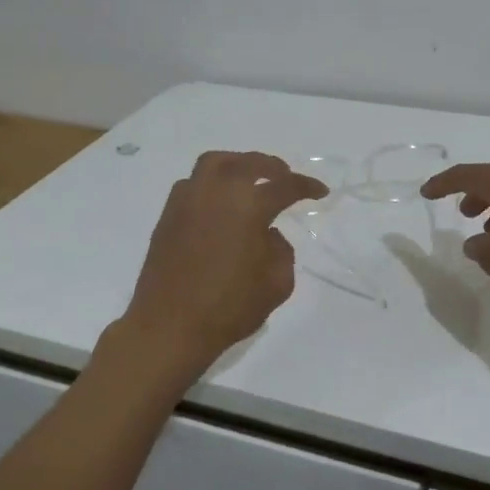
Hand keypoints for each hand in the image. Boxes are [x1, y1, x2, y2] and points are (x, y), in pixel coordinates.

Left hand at [120, 152, 327, 369]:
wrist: (169, 327)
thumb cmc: (228, 307)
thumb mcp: (277, 284)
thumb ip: (281, 251)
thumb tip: (268, 235)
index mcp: (248, 206)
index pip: (284, 186)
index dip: (306, 186)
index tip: (320, 192)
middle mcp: (216, 192)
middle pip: (248, 163)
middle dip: (272, 167)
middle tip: (285, 177)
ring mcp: (188, 200)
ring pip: (215, 163)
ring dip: (238, 164)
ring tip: (250, 179)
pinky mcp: (168, 215)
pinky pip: (193, 183)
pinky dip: (212, 182)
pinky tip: (219, 202)